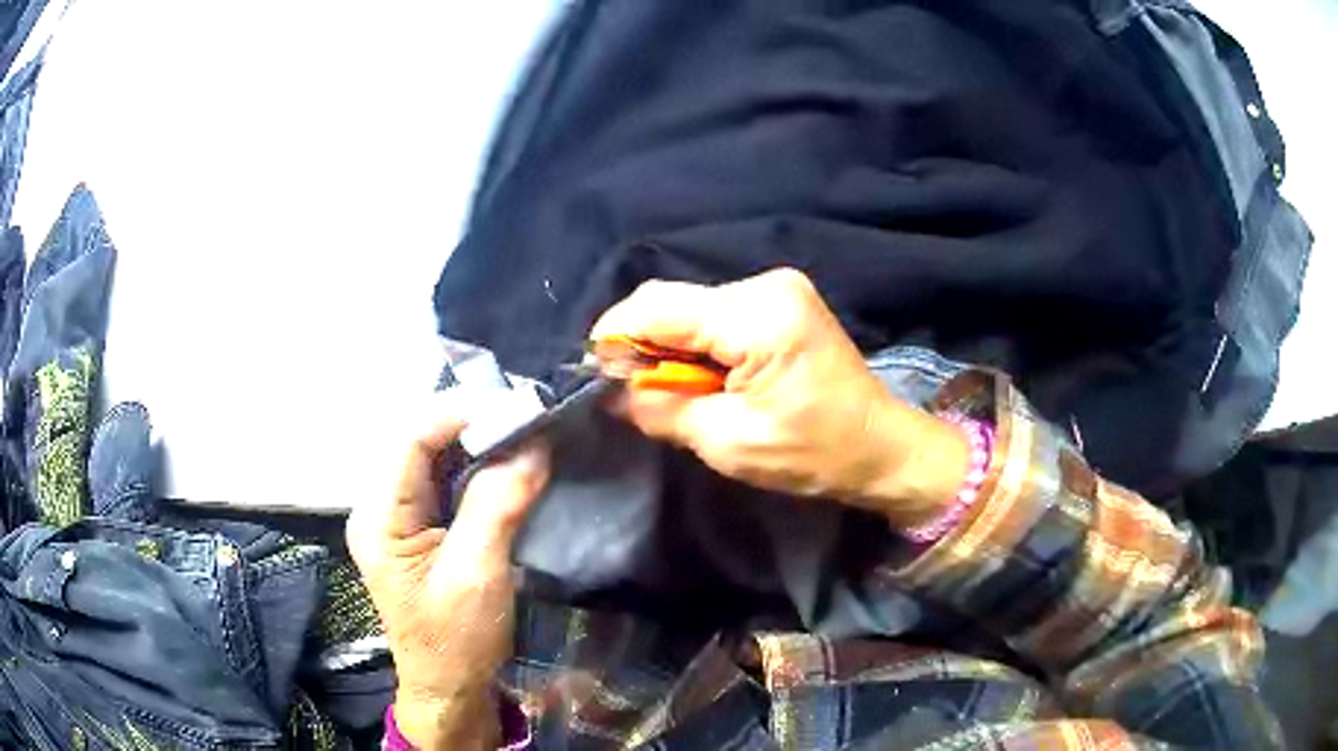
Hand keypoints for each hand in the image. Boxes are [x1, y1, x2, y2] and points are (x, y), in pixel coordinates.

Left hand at [346, 394, 548, 750]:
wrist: (450, 689)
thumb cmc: (456, 641)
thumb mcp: (477, 574)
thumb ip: (498, 505)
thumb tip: (533, 444)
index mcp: (379, 516)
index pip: (413, 439)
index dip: (463, 413)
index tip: (519, 406)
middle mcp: (381, 506)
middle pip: (424, 443)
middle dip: (477, 425)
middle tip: (531, 418)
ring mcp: (400, 517)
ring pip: (439, 459)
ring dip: (482, 445)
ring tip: (529, 434)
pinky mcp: (421, 529)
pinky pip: (448, 483)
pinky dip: (481, 469)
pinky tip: (512, 466)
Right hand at [591, 268, 966, 526]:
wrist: (880, 447)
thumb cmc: (813, 454)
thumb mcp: (727, 442)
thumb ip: (660, 408)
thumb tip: (611, 391)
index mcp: (756, 314)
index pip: (655, 306)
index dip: (615, 339)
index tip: (600, 380)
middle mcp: (765, 284)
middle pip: (671, 300)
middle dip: (642, 345)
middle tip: (636, 394)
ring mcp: (776, 287)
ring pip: (690, 306)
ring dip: (670, 346)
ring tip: (676, 391)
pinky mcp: (780, 300)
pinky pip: (715, 313)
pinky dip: (697, 343)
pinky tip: (705, 377)